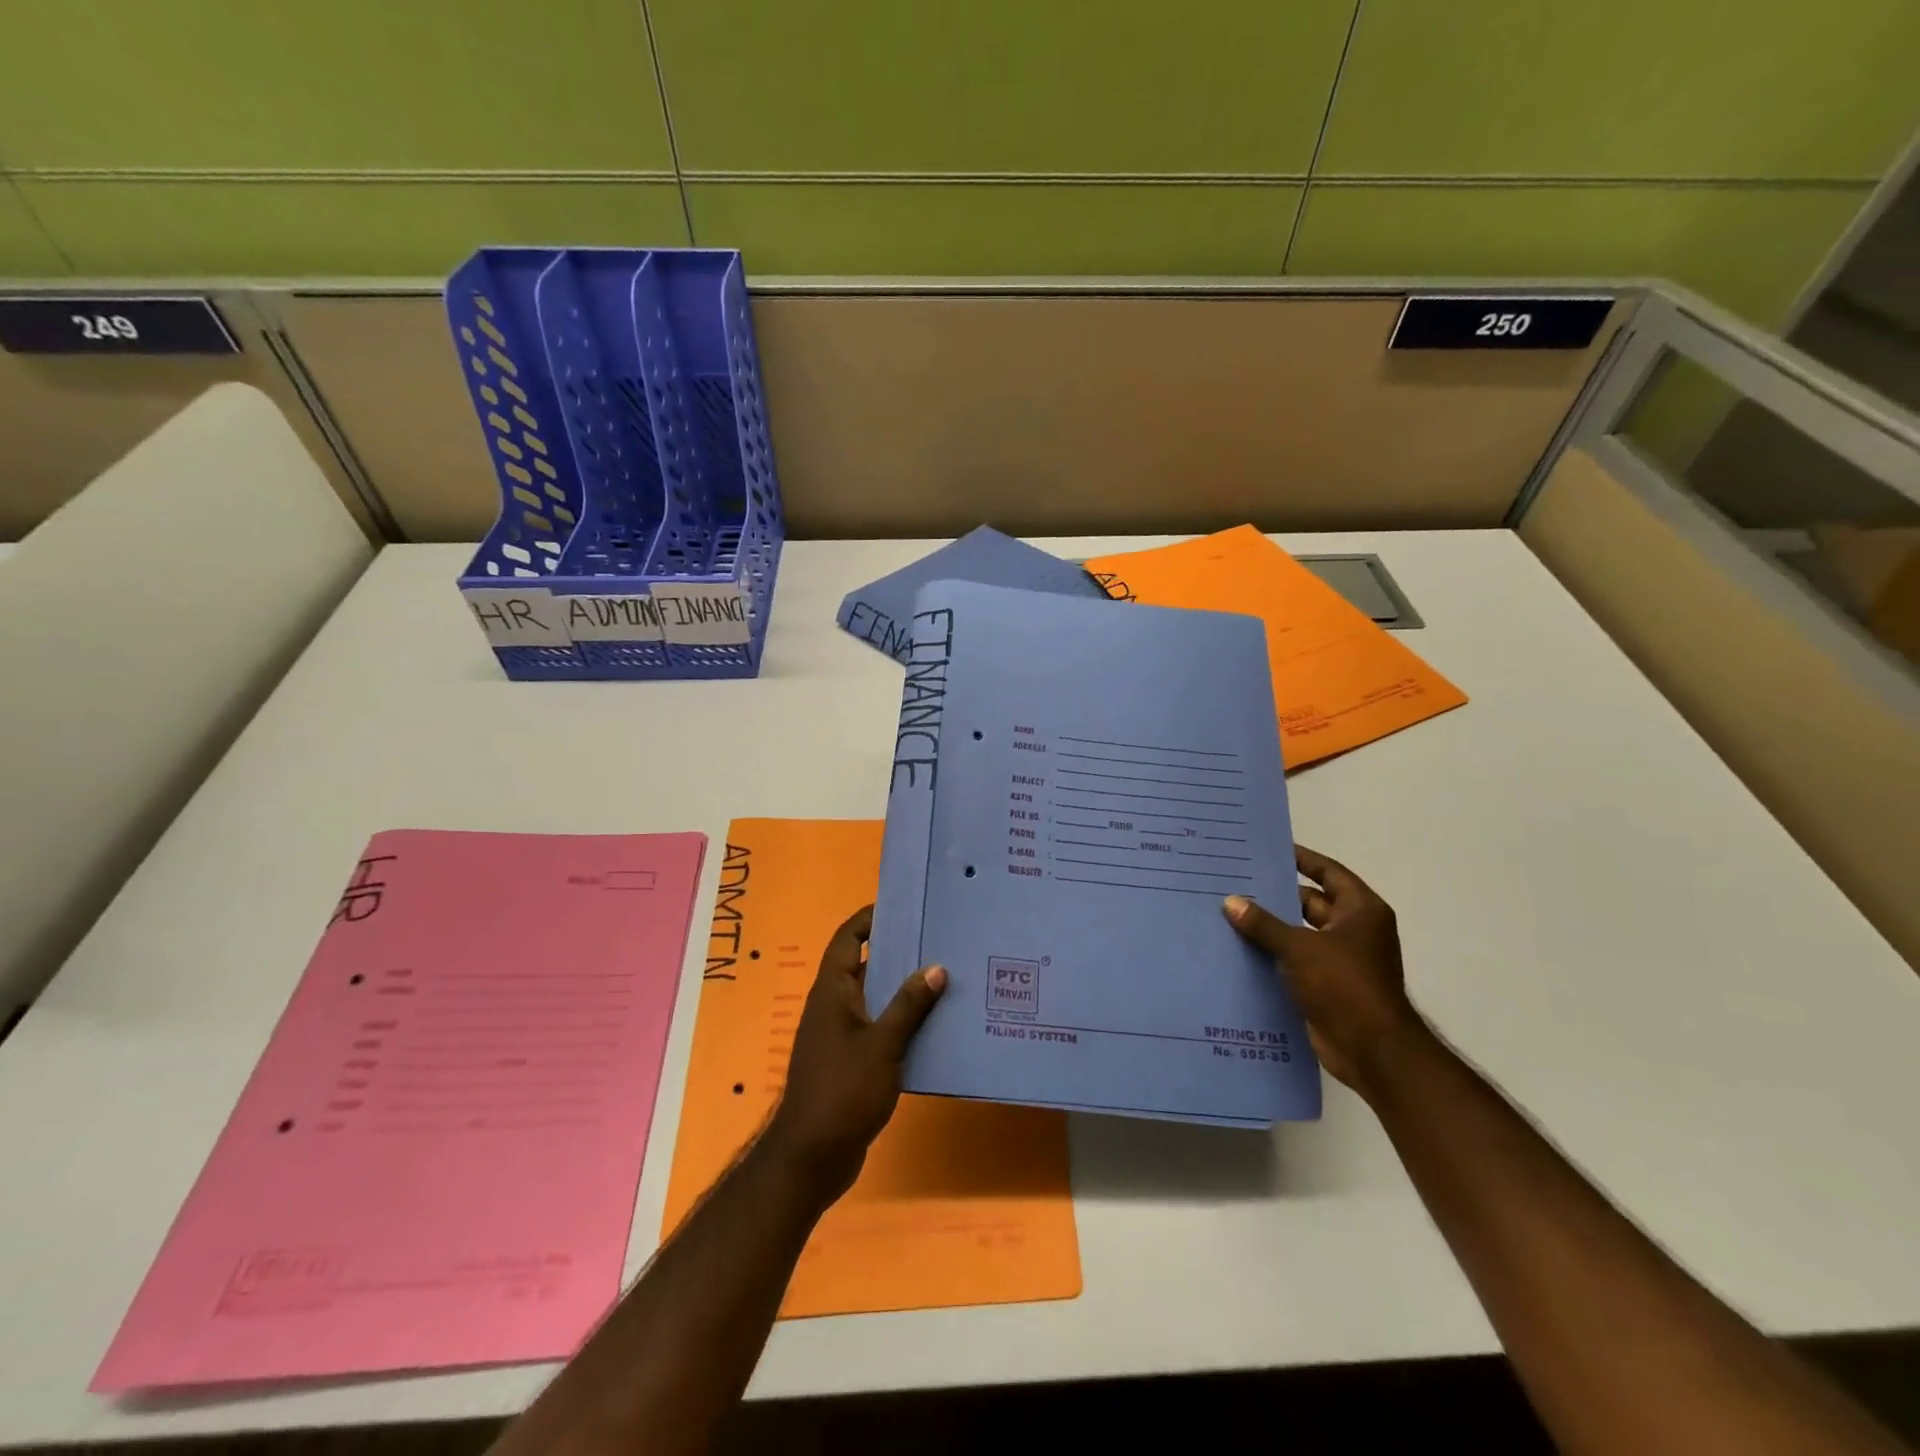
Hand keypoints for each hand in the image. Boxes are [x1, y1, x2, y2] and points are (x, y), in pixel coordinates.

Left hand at [761, 905, 945, 1206]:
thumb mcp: (882, 1045)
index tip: (903, 907)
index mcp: (832, 991)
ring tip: (945, 978)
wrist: (812, 1156)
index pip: (847, 938)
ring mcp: (840, 1035)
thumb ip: (909, 1006)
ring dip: (903, 989)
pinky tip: (933, 1026)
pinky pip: (879, 1028)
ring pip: (875, 999)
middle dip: (897, 953)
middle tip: (937, 941)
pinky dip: (901, 1022)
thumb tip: (936, 968)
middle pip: (864, 965)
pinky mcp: (850, 1061)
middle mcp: (833, 1006)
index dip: (870, 918)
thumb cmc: (843, 1091)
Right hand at [1223, 844, 1426, 1094]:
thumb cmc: (1344, 985)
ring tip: (1229, 912)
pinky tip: (1239, 948)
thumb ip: (1264, 924)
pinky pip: (1295, 960)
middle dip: (1276, 895)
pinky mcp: (1327, 985)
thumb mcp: (1300, 947)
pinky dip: (1273, 954)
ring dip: (1271, 926)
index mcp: (1360, 911)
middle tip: (1236, 881)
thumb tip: (1231, 901)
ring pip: (1299, 933)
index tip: (1269, 849)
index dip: (1302, 859)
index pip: (1328, 872)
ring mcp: (1341, 959)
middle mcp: (1354, 930)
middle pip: (1310, 902)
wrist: (1372, 1050)